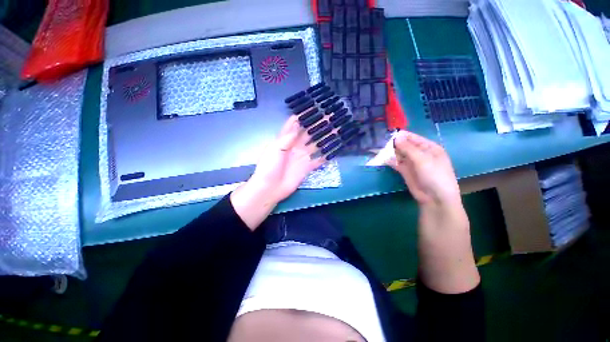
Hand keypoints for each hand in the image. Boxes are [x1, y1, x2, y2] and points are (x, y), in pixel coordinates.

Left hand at [231, 116, 325, 229]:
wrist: (270, 188)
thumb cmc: (269, 167)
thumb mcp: (275, 149)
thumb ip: (287, 137)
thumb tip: (298, 122)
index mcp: (285, 139)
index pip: (295, 124)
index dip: (304, 116)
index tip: (315, 107)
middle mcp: (295, 146)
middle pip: (309, 133)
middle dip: (318, 125)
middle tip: (331, 117)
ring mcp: (302, 157)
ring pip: (316, 145)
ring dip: (325, 138)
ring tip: (336, 129)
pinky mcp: (307, 167)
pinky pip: (319, 160)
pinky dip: (326, 156)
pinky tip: (335, 150)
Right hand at [386, 131, 460, 206]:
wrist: (435, 198)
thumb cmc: (434, 175)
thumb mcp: (422, 159)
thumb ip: (408, 148)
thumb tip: (396, 137)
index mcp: (429, 147)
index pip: (412, 138)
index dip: (401, 136)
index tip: (387, 134)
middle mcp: (420, 153)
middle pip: (404, 145)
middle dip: (393, 144)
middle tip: (379, 142)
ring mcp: (412, 163)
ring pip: (399, 154)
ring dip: (390, 152)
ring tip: (378, 149)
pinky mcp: (405, 171)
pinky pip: (396, 163)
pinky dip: (389, 161)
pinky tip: (381, 158)